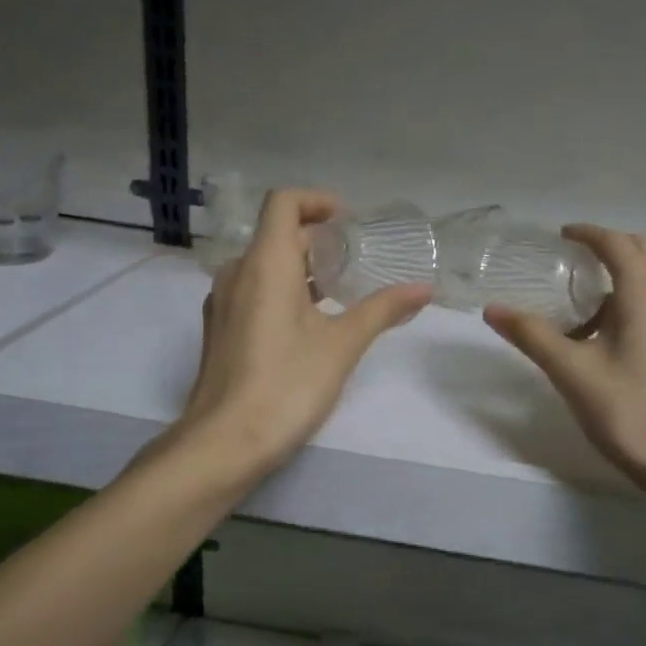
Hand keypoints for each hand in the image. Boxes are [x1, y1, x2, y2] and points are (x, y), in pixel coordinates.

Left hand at [180, 189, 430, 475]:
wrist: (224, 443)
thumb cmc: (287, 384)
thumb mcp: (343, 344)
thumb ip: (383, 309)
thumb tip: (424, 289)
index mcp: (265, 264)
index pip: (283, 203)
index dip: (317, 201)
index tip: (348, 222)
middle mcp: (237, 273)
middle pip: (277, 235)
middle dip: (319, 241)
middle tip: (357, 261)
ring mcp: (224, 303)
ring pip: (264, 266)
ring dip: (302, 268)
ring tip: (340, 292)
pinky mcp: (221, 330)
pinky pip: (253, 291)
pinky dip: (283, 291)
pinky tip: (310, 325)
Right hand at [484, 225, 645, 484]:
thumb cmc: (626, 409)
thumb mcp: (570, 370)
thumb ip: (531, 334)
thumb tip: (493, 310)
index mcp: (644, 292)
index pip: (617, 243)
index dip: (589, 234)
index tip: (563, 235)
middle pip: (643, 253)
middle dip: (610, 250)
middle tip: (575, 266)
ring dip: (623, 283)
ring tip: (588, 315)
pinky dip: (639, 305)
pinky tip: (618, 342)